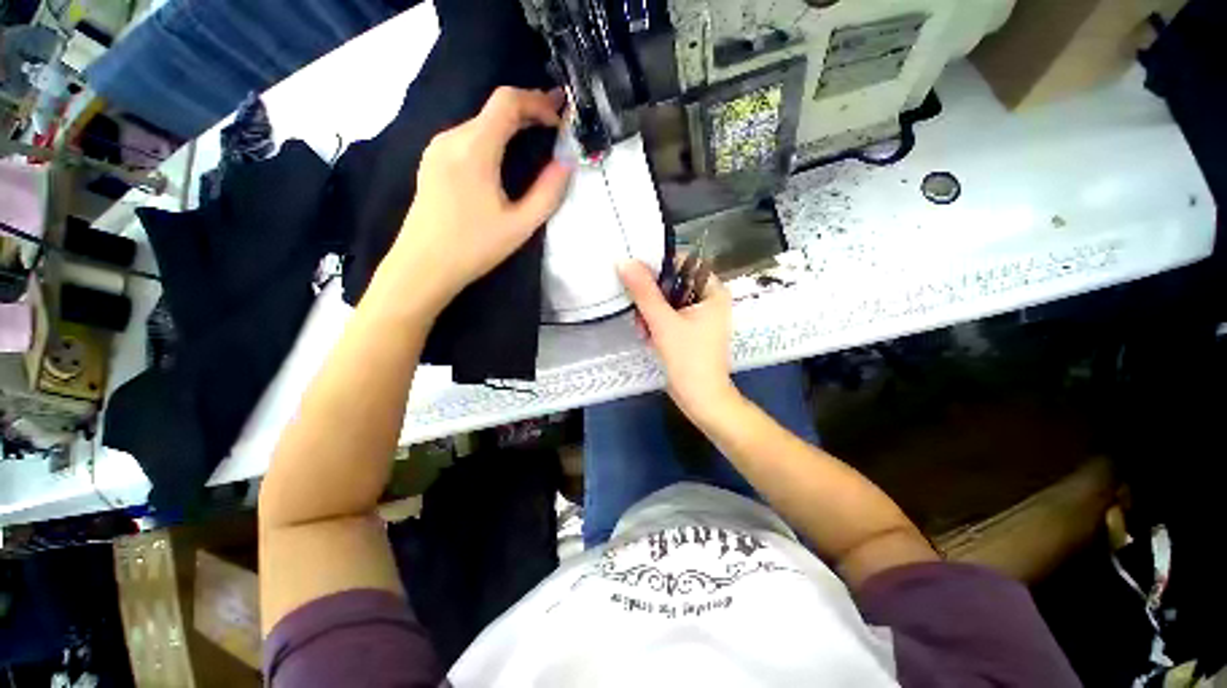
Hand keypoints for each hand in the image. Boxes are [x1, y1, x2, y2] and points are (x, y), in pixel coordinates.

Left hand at [392, 87, 572, 308]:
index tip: (559, 119)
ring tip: (535, 139)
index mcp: (474, 148)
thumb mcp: (520, 225)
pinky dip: (492, 137)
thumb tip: (566, 164)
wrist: (422, 266)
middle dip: (528, 111)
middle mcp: (452, 138)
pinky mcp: (432, 161)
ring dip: (510, 125)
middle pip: (493, 109)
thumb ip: (548, 192)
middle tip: (555, 124)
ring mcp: (437, 148)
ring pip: (480, 122)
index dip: (537, 101)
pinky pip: (467, 137)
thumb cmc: (474, 247)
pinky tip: (504, 157)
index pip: (507, 101)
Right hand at [618, 259, 738, 420]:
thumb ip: (644, 291)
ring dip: (650, 315)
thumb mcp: (663, 322)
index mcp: (712, 291)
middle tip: (639, 314)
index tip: (638, 279)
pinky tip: (648, 338)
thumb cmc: (688, 358)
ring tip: (643, 332)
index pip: (683, 264)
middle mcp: (709, 300)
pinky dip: (656, 325)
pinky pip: (668, 318)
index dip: (659, 268)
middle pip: (672, 284)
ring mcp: (699, 317)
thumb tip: (625, 261)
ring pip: (666, 302)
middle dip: (651, 299)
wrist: (701, 399)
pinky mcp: (690, 332)